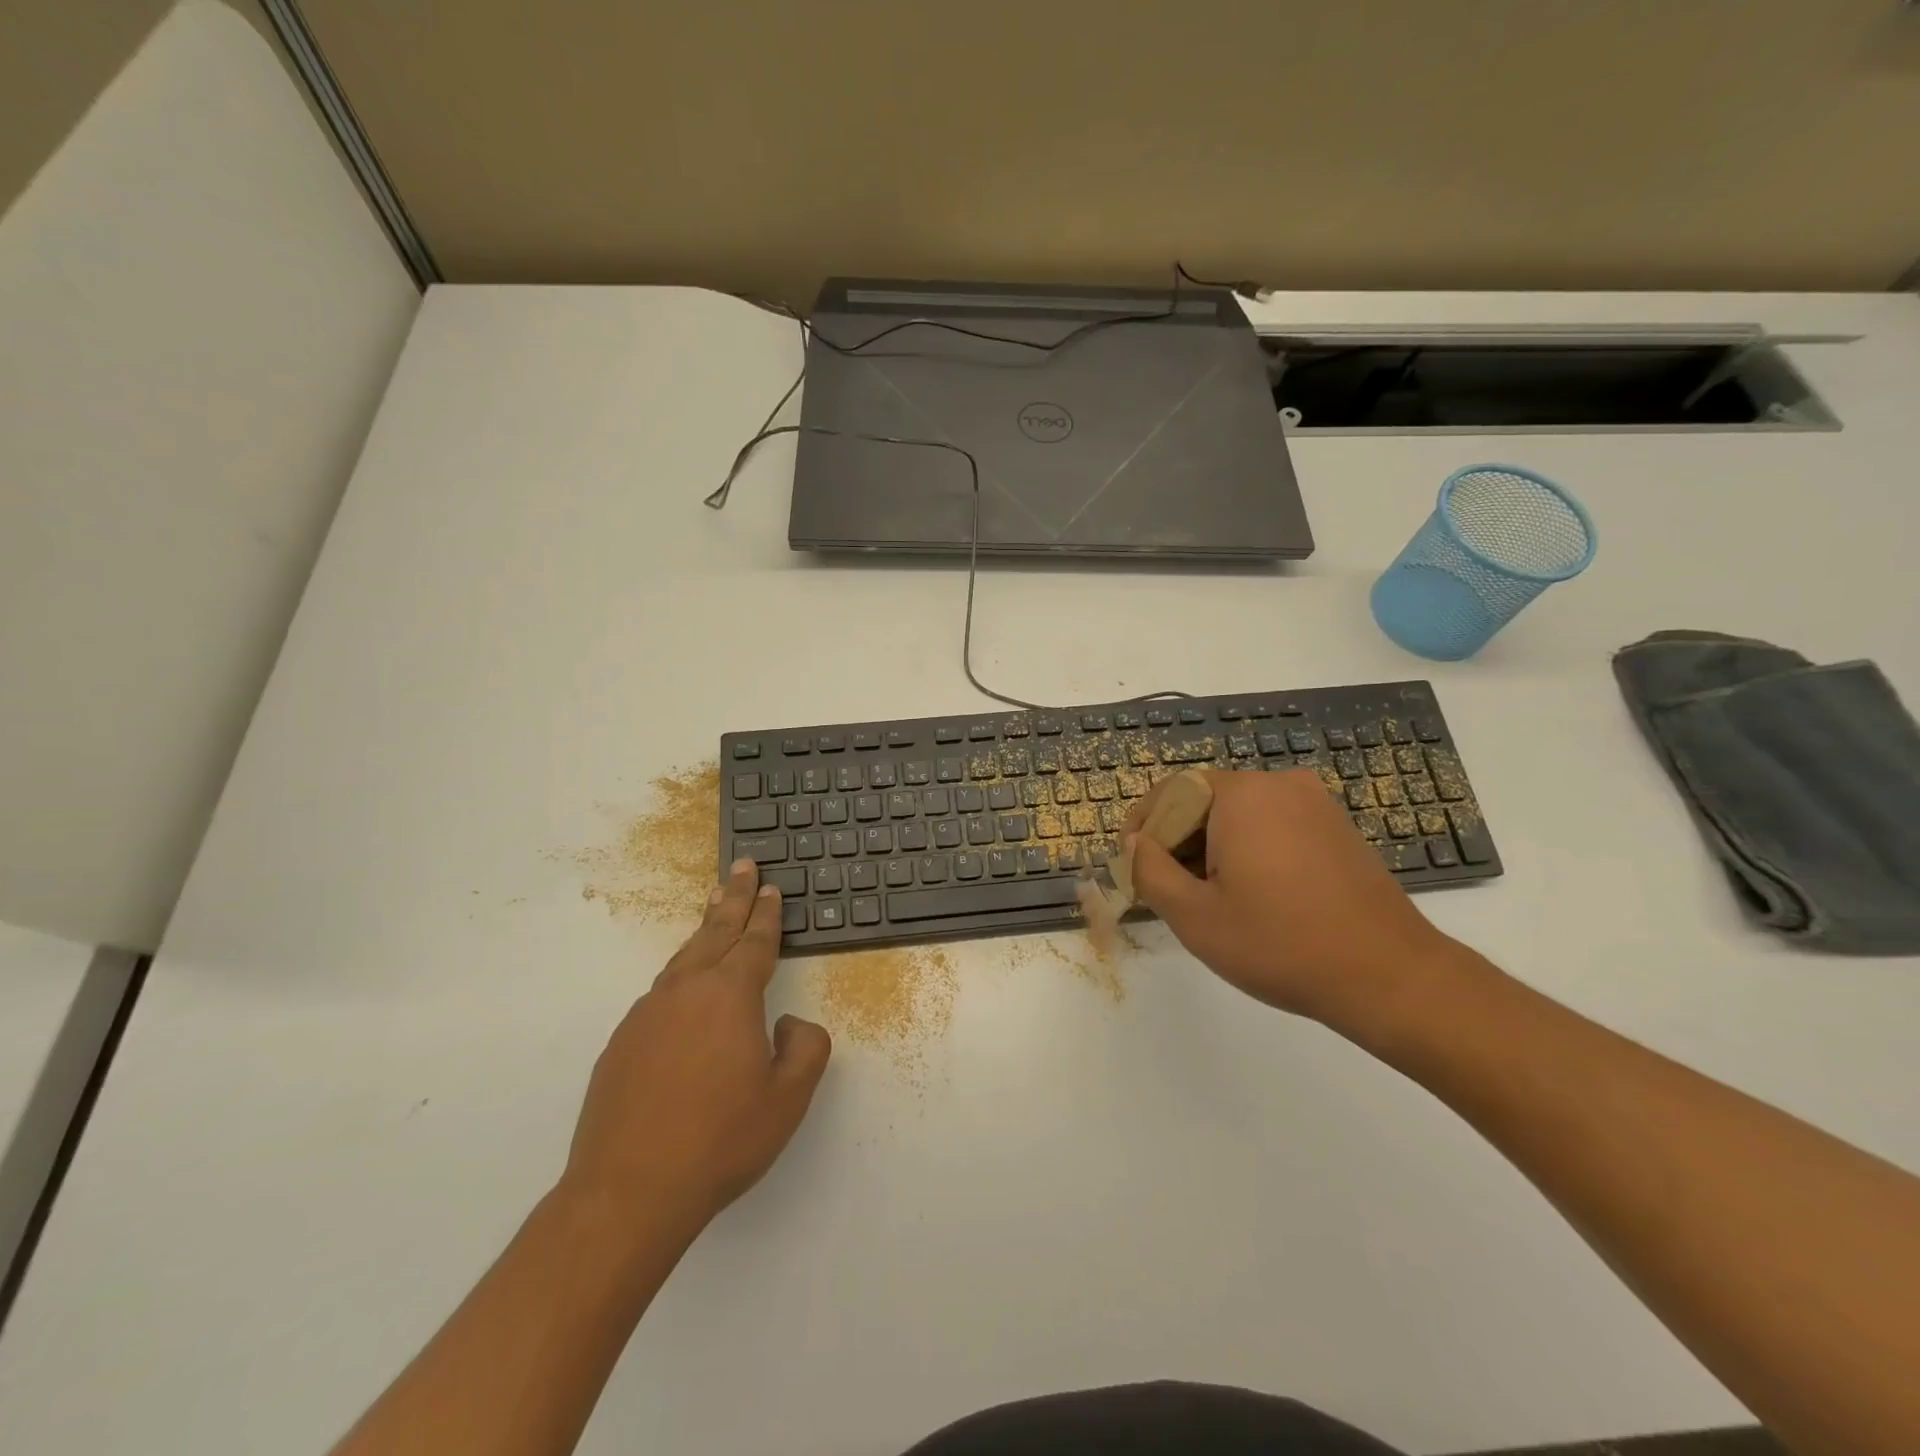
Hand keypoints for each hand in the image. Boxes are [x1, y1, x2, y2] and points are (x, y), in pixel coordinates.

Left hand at [561, 860, 831, 1234]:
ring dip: (705, 929)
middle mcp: (687, 991)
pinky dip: (681, 973)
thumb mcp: (788, 1098)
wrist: (627, 1192)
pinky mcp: (622, 1042)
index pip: (755, 942)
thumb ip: (805, 1047)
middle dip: (734, 897)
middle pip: (716, 931)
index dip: (767, 914)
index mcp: (730, 995)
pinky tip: (684, 988)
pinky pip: (661, 993)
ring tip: (714, 908)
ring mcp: (648, 1014)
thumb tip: (786, 1023)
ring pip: (684, 957)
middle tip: (742, 866)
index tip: (771, 888)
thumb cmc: (720, 1141)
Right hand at [1125, 768, 1452, 1025]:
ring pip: (1239, 814)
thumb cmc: (1280, 944)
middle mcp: (1279, 784)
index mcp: (1242, 794)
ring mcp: (1315, 804)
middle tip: (1167, 888)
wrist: (1390, 977)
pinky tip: (1251, 894)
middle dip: (1177, 839)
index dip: (1143, 824)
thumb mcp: (1194, 916)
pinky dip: (1248, 849)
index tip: (1132, 864)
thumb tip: (1135, 844)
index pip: (1172, 790)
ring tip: (1207, 898)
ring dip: (1211, 846)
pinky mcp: (1337, 828)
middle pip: (1205, 799)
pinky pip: (1273, 825)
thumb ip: (1149, 871)